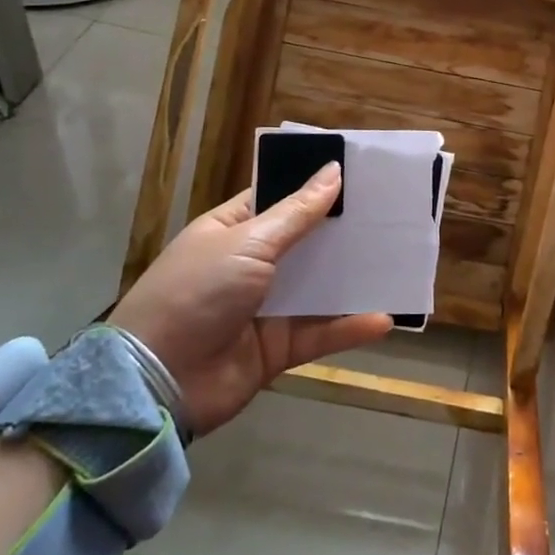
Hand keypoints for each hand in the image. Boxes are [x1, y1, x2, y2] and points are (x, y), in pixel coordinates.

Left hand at [107, 164, 389, 435]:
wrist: (157, 383)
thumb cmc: (198, 292)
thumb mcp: (248, 243)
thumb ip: (297, 213)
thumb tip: (333, 171)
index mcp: (232, 230)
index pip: (278, 198)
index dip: (315, 186)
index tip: (359, 174)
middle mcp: (250, 265)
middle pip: (305, 243)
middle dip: (343, 231)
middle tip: (391, 214)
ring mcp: (264, 307)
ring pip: (318, 288)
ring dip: (352, 279)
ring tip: (397, 262)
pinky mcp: (277, 348)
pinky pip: (319, 334)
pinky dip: (348, 328)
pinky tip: (383, 320)